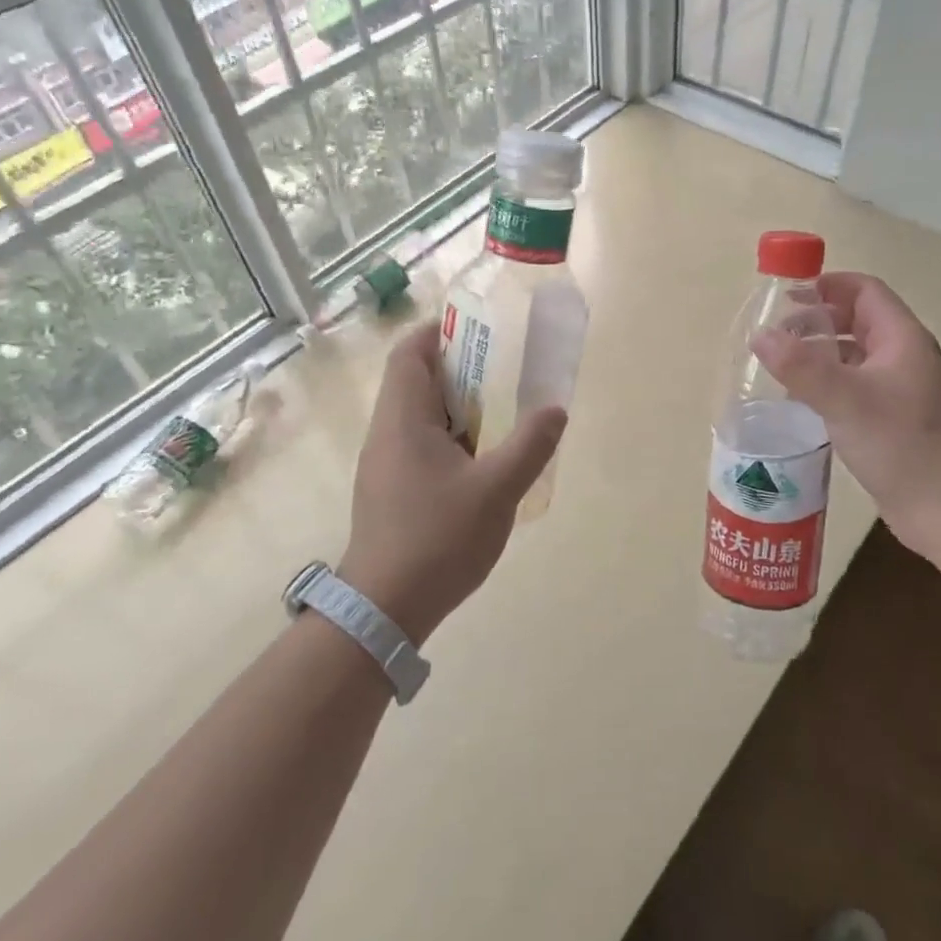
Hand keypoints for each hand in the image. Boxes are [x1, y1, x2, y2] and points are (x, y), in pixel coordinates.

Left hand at [339, 321, 565, 643]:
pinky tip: (482, 460)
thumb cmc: (438, 538)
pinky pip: (419, 444)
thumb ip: (530, 445)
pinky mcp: (389, 490)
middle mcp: (386, 433)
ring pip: (419, 416)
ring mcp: (384, 464)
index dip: (439, 332)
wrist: (385, 609)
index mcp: (403, 420)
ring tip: (502, 411)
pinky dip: (450, 437)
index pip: (410, 354)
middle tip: (504, 370)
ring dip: (457, 406)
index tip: (479, 330)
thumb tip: (556, 410)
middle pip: (416, 381)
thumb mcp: (497, 490)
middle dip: (460, 369)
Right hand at [751, 272, 940, 554]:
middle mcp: (902, 358)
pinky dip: (826, 384)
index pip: (865, 291)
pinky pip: (853, 388)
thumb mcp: (847, 400)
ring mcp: (898, 391)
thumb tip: (759, 335)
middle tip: (775, 332)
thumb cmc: (903, 444)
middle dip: (817, 319)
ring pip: (854, 356)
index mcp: (901, 339)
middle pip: (857, 320)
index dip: (827, 284)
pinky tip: (800, 401)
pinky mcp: (890, 421)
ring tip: (779, 364)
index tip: (786, 293)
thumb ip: (801, 366)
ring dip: (819, 353)